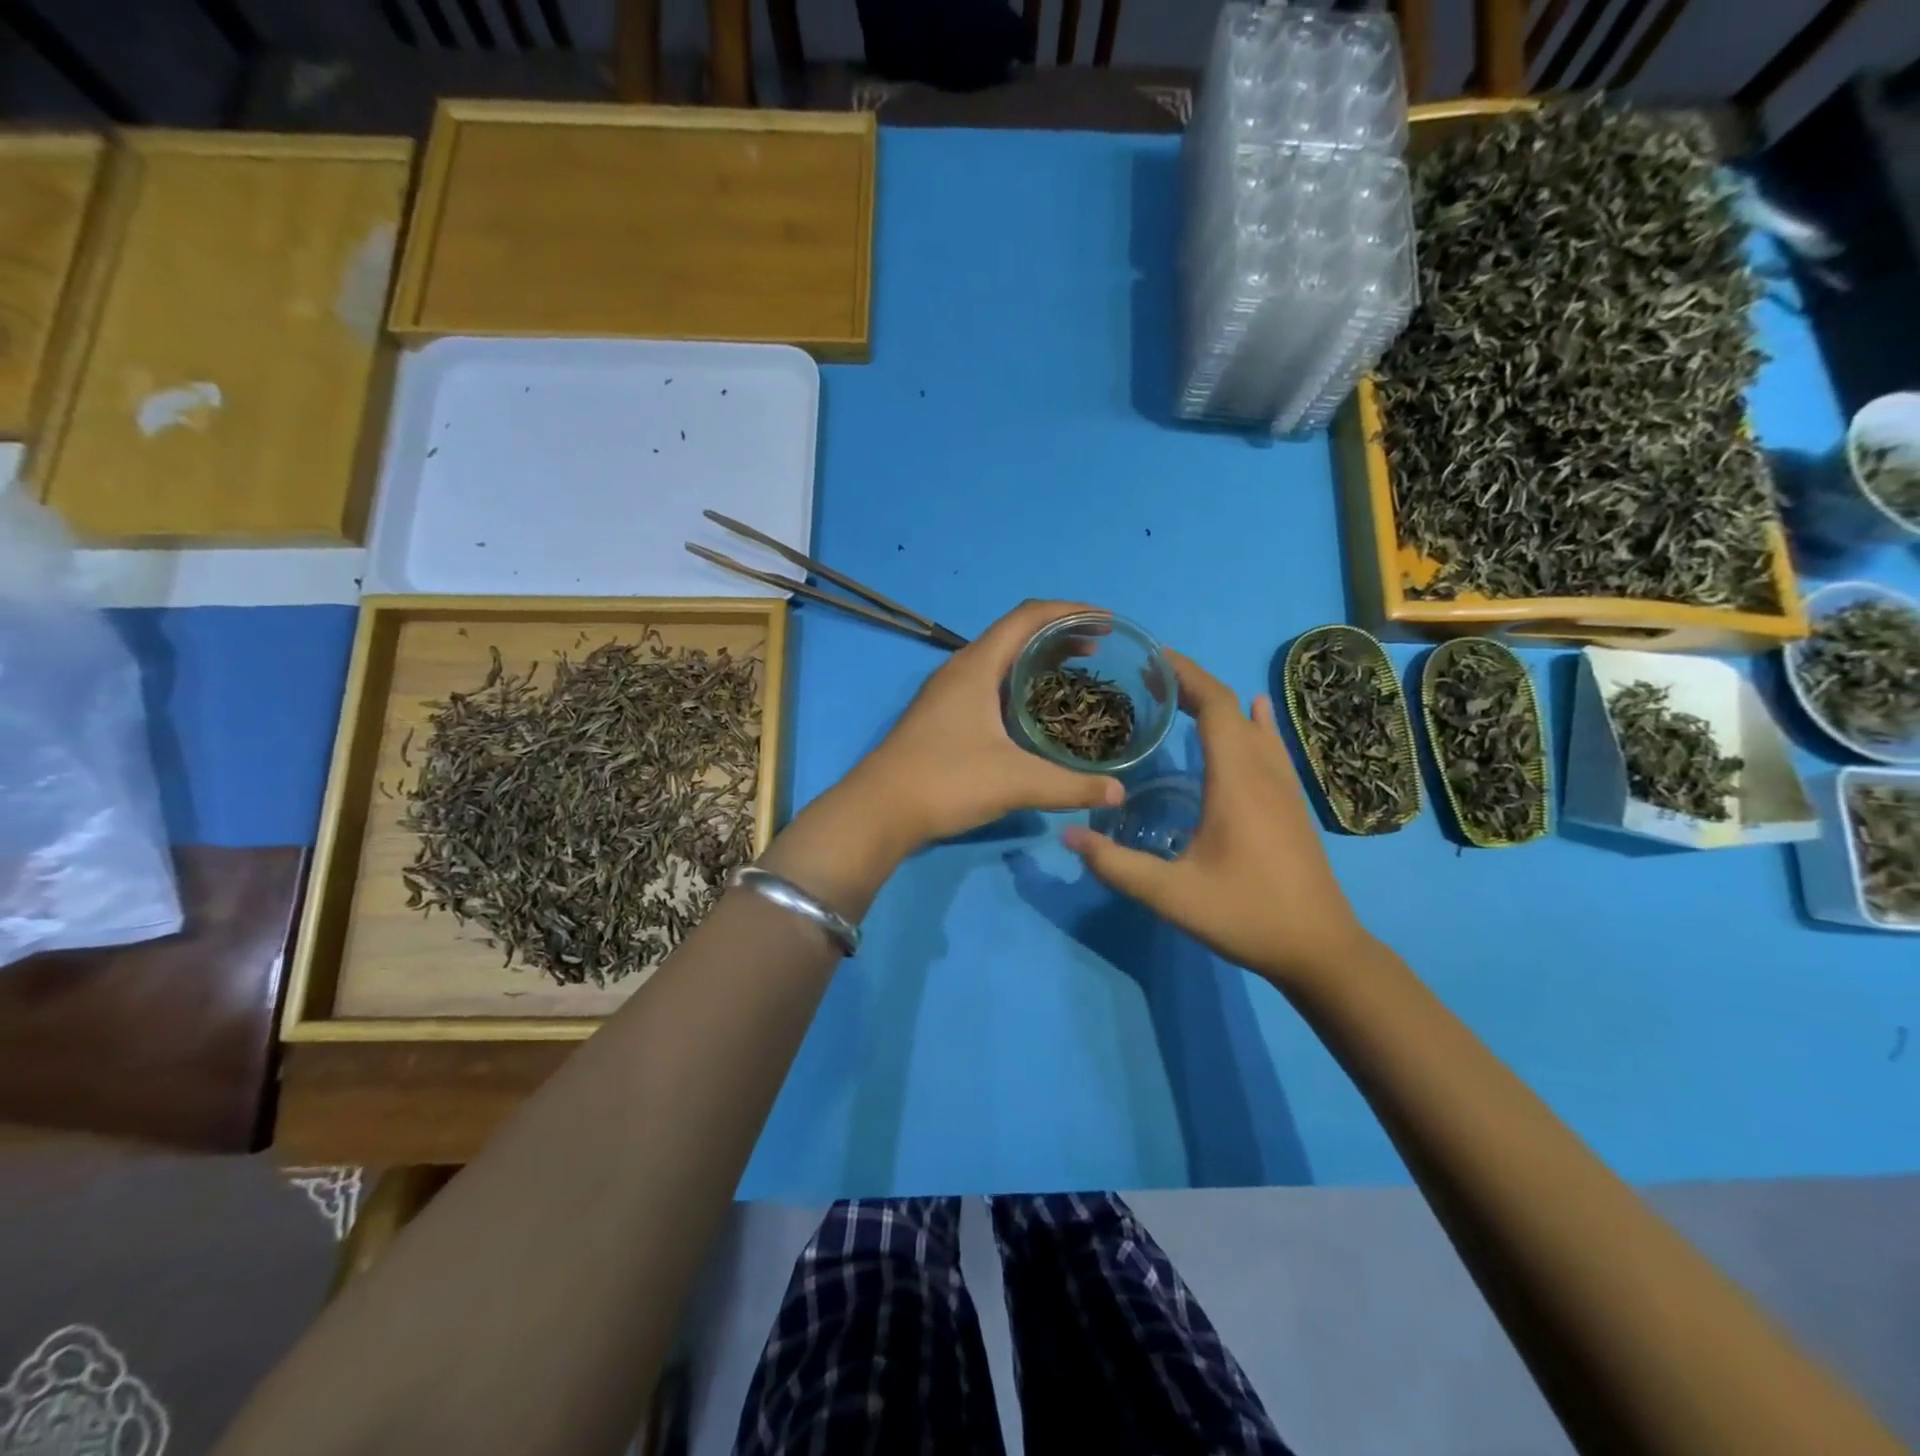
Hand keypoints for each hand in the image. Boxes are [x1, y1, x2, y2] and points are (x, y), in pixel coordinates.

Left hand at [847, 600, 1125, 851]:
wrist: (879, 810)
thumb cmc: (947, 781)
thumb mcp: (1016, 782)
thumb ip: (1071, 786)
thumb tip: (1118, 792)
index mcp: (977, 666)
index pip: (1028, 616)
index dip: (1070, 612)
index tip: (1107, 621)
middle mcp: (960, 670)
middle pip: (1015, 634)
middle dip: (1059, 635)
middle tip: (1099, 650)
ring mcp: (947, 693)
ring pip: (1000, 660)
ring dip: (1037, 659)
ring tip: (1073, 674)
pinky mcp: (942, 716)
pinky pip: (989, 683)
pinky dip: (1019, 684)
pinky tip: (1034, 711)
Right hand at [1062, 651, 1372, 986]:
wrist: (1319, 948)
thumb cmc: (1245, 914)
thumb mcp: (1171, 894)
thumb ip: (1116, 865)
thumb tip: (1068, 834)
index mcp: (1236, 780)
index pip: (1215, 706)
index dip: (1186, 675)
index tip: (1152, 658)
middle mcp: (1263, 771)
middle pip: (1231, 708)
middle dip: (1192, 685)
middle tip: (1149, 679)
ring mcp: (1284, 786)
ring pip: (1252, 725)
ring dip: (1218, 703)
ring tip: (1180, 695)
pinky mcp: (1291, 803)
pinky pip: (1270, 745)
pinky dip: (1251, 722)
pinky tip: (1253, 713)